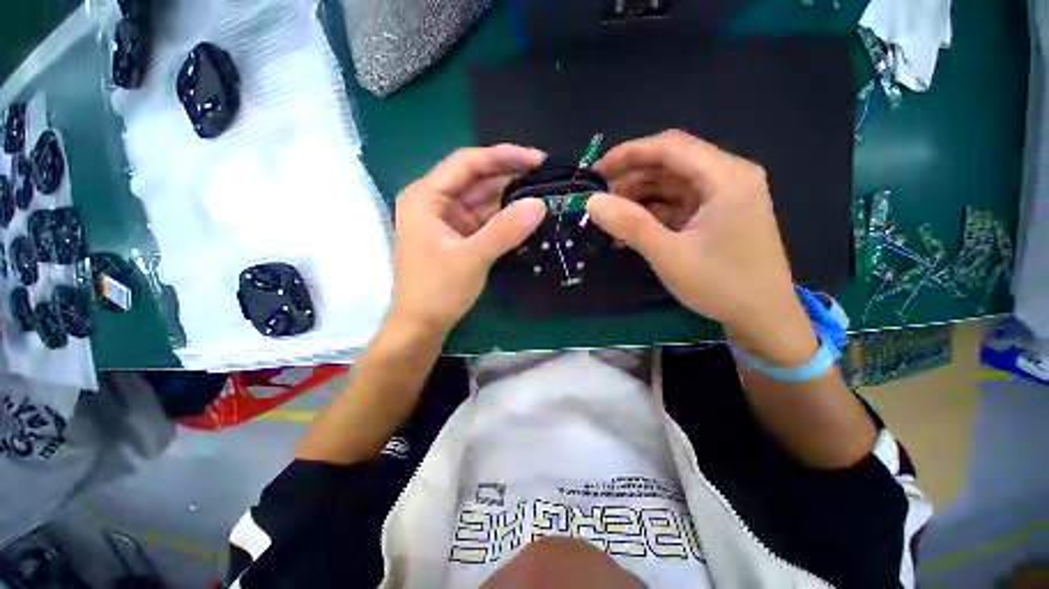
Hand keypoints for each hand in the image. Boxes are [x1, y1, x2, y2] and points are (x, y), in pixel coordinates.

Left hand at [390, 145, 546, 337]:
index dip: (504, 157)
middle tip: (547, 178)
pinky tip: (525, 216)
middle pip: (476, 179)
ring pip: (482, 200)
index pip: (468, 163)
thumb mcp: (472, 258)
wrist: (420, 326)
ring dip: (510, 198)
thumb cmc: (437, 292)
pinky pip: (484, 219)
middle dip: (510, 177)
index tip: (538, 159)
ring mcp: (447, 220)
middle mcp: (434, 202)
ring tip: (543, 194)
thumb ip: (505, 230)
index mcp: (426, 196)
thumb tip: (540, 204)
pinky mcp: (458, 236)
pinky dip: (504, 218)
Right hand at [587, 130, 815, 364]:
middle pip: (672, 162)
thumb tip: (592, 202)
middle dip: (632, 177)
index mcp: (726, 177)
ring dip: (640, 196)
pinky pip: (678, 202)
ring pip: (672, 182)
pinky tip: (631, 227)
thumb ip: (630, 225)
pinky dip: (653, 212)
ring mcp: (724, 195)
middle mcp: (729, 177)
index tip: (596, 172)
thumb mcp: (670, 256)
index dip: (629, 153)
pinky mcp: (717, 213)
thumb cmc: (721, 285)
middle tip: (600, 198)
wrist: (763, 317)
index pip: (671, 147)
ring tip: (611, 215)